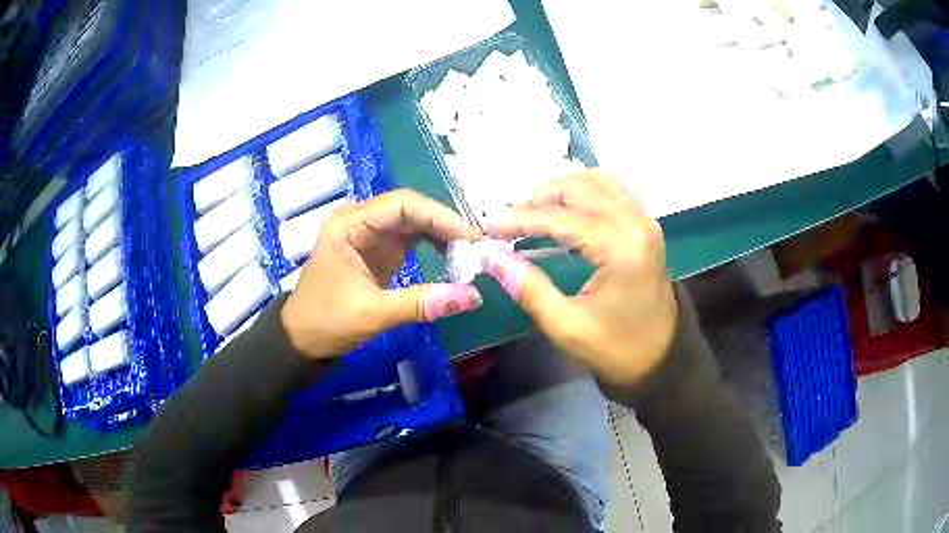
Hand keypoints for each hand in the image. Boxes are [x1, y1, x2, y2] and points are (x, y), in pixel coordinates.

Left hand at [281, 190, 482, 358]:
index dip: (440, 216)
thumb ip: (422, 303)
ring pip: (413, 223)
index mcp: (349, 224)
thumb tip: (473, 297)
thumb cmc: (327, 321)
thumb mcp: (374, 313)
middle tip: (478, 247)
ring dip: (442, 234)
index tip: (472, 237)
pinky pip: (410, 240)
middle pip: (410, 210)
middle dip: (445, 225)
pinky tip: (452, 257)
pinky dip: (433, 246)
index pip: (403, 204)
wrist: (302, 340)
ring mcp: (368, 235)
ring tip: (470, 253)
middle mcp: (359, 220)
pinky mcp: (376, 251)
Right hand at [484, 170, 677, 385]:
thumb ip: (528, 288)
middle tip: (509, 218)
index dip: (521, 219)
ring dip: (562, 188)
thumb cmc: (616, 348)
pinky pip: (613, 190)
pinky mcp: (646, 225)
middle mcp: (636, 222)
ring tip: (533, 208)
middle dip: (539, 198)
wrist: (662, 358)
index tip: (489, 226)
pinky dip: (584, 189)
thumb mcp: (567, 327)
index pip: (562, 218)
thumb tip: (491, 257)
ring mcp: (645, 220)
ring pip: (597, 181)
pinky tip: (566, 205)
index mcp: (620, 247)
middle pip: (580, 188)